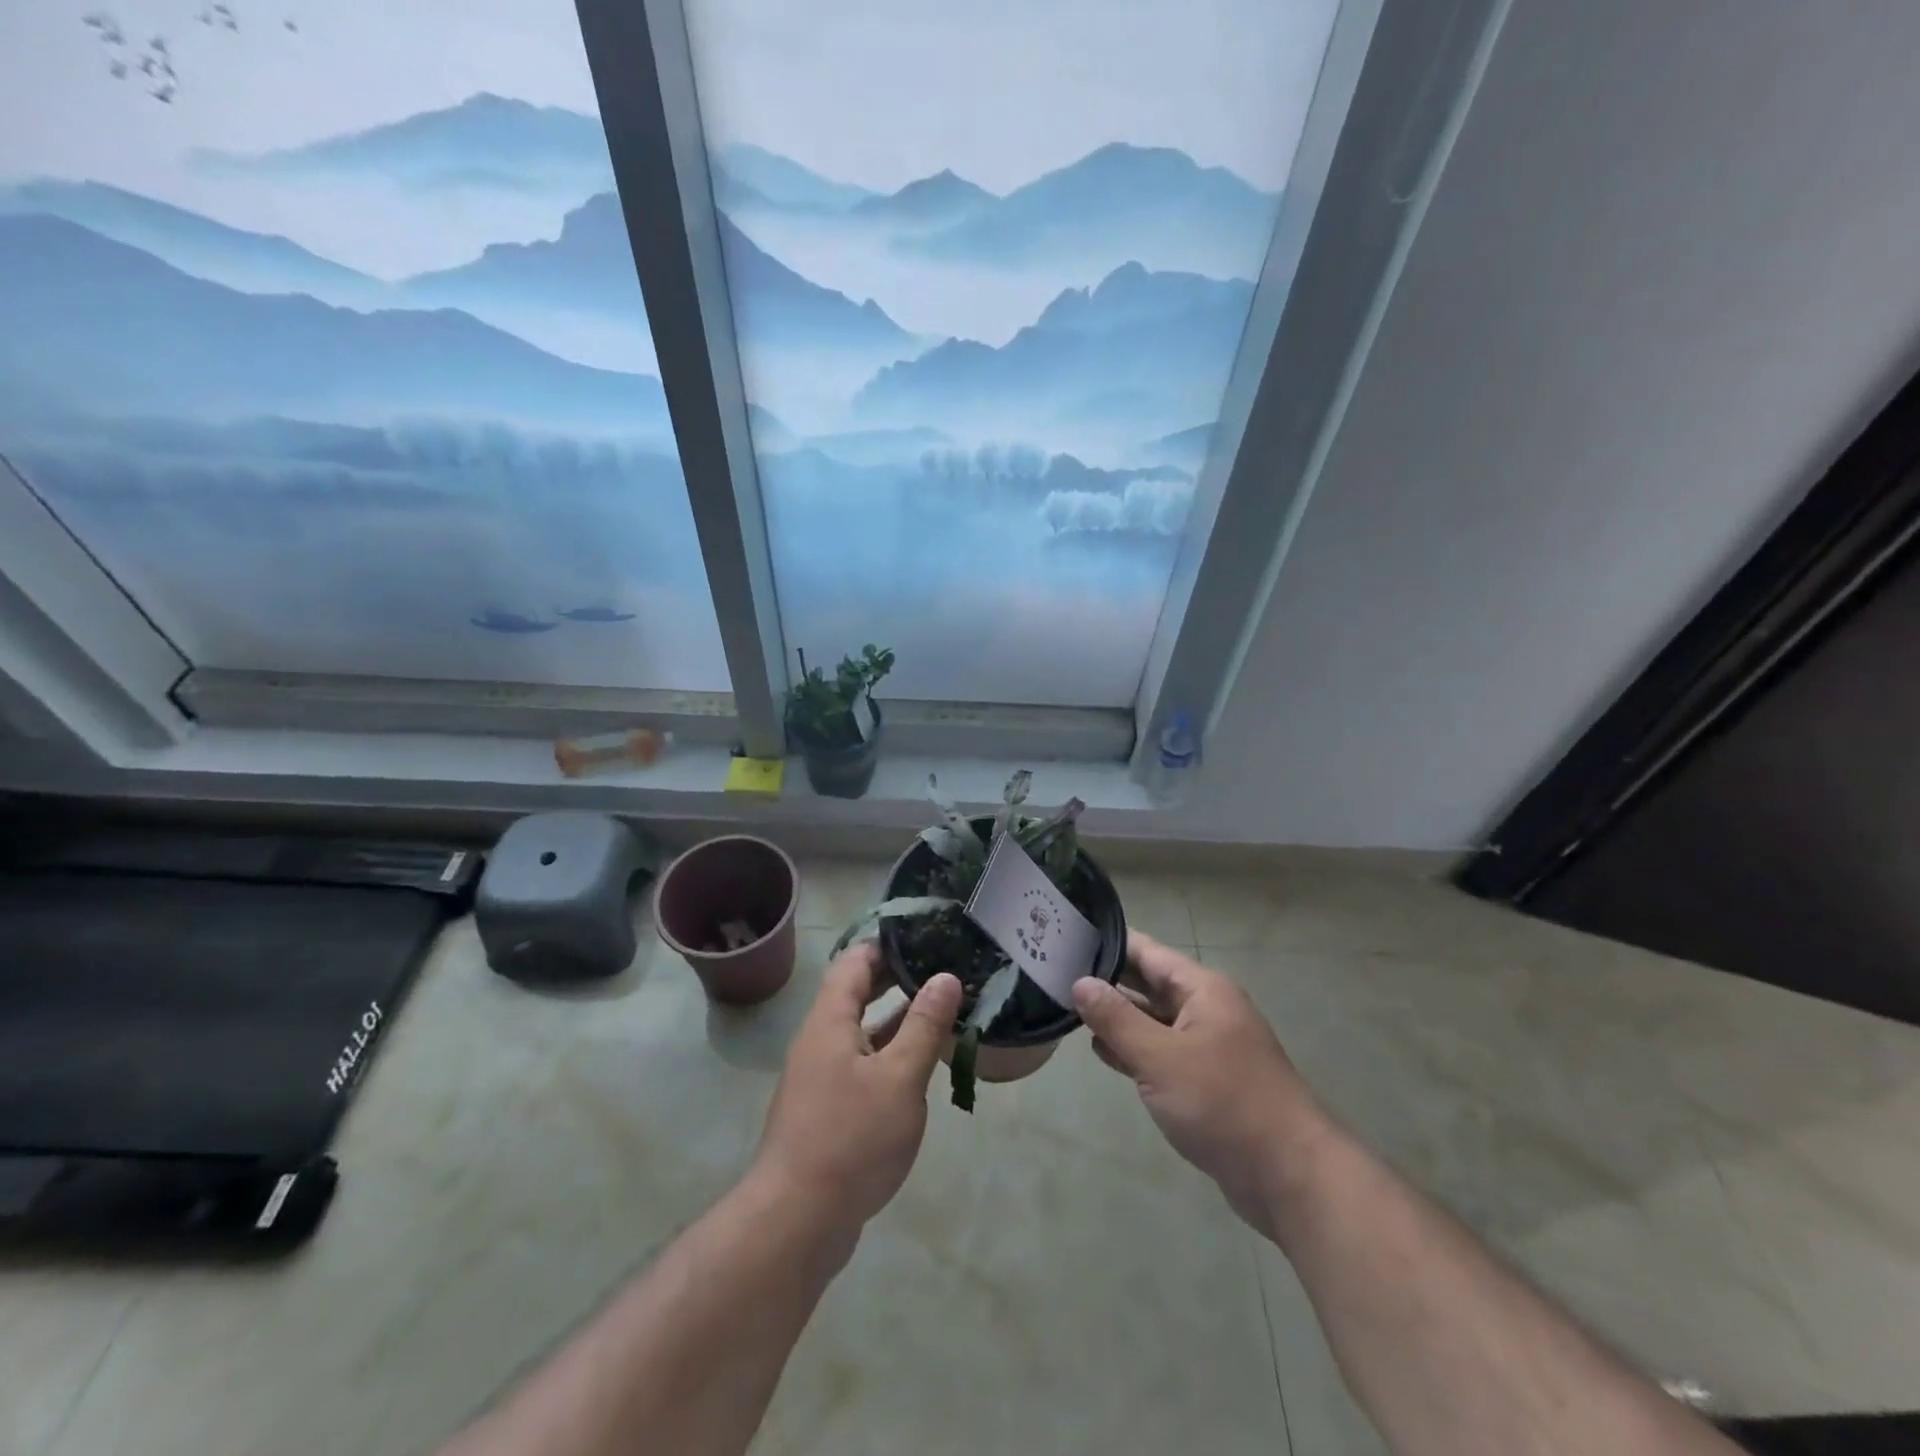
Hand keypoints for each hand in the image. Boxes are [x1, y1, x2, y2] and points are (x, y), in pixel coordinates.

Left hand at [752, 943, 960, 1232]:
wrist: (796, 1221)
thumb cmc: (851, 1138)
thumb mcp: (899, 1078)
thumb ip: (924, 1025)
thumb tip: (945, 977)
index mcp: (830, 1021)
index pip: (855, 962)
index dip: (888, 945)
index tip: (926, 938)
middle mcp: (820, 1041)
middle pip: (856, 994)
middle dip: (896, 979)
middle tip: (941, 970)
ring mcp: (821, 1078)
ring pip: (861, 1033)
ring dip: (897, 1020)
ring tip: (942, 1013)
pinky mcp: (827, 1111)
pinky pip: (861, 1066)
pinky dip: (889, 1056)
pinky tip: (920, 1068)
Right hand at [1073, 932, 1328, 1230]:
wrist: (1290, 1177)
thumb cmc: (1224, 1104)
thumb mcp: (1161, 1058)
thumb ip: (1117, 1019)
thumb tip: (1080, 983)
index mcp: (1202, 990)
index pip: (1146, 952)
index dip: (1107, 944)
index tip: (1064, 938)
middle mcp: (1206, 1009)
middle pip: (1147, 984)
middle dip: (1106, 981)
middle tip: (1054, 974)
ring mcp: (1207, 1046)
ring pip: (1152, 1020)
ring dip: (1116, 1017)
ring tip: (1066, 1008)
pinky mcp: (1205, 1081)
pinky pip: (1161, 1052)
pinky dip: (1133, 1049)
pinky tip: (1100, 1051)